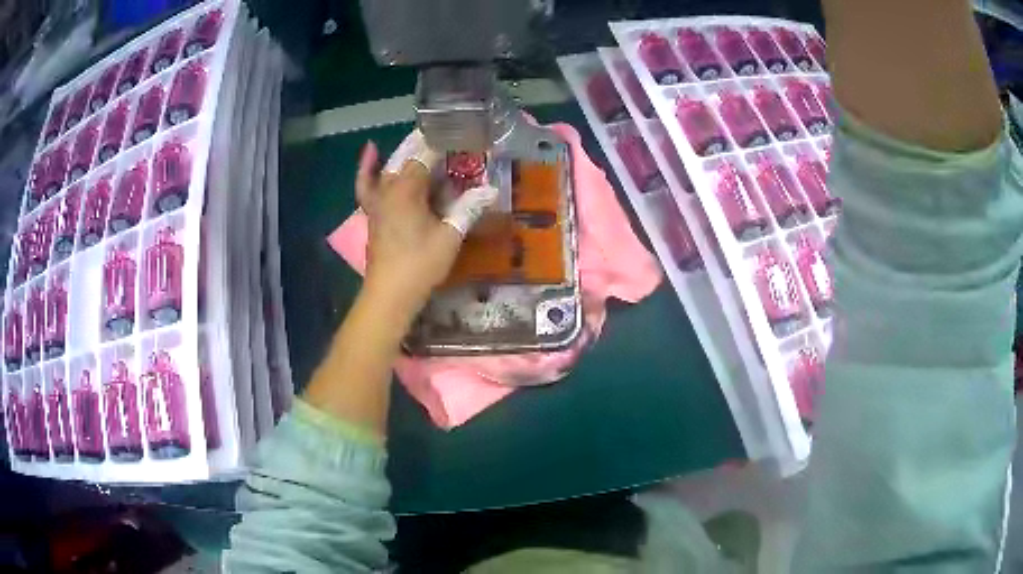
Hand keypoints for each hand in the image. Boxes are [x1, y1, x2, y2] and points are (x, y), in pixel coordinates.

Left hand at [355, 134, 496, 324]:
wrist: (389, 294)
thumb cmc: (420, 264)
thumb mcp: (450, 236)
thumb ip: (469, 208)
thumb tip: (491, 191)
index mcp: (407, 188)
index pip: (427, 155)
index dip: (447, 144)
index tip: (465, 136)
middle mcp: (389, 187)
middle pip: (408, 155)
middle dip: (429, 144)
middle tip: (451, 136)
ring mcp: (377, 199)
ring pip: (392, 166)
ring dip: (408, 152)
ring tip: (427, 144)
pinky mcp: (373, 211)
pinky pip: (367, 182)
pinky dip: (368, 166)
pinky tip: (372, 151)